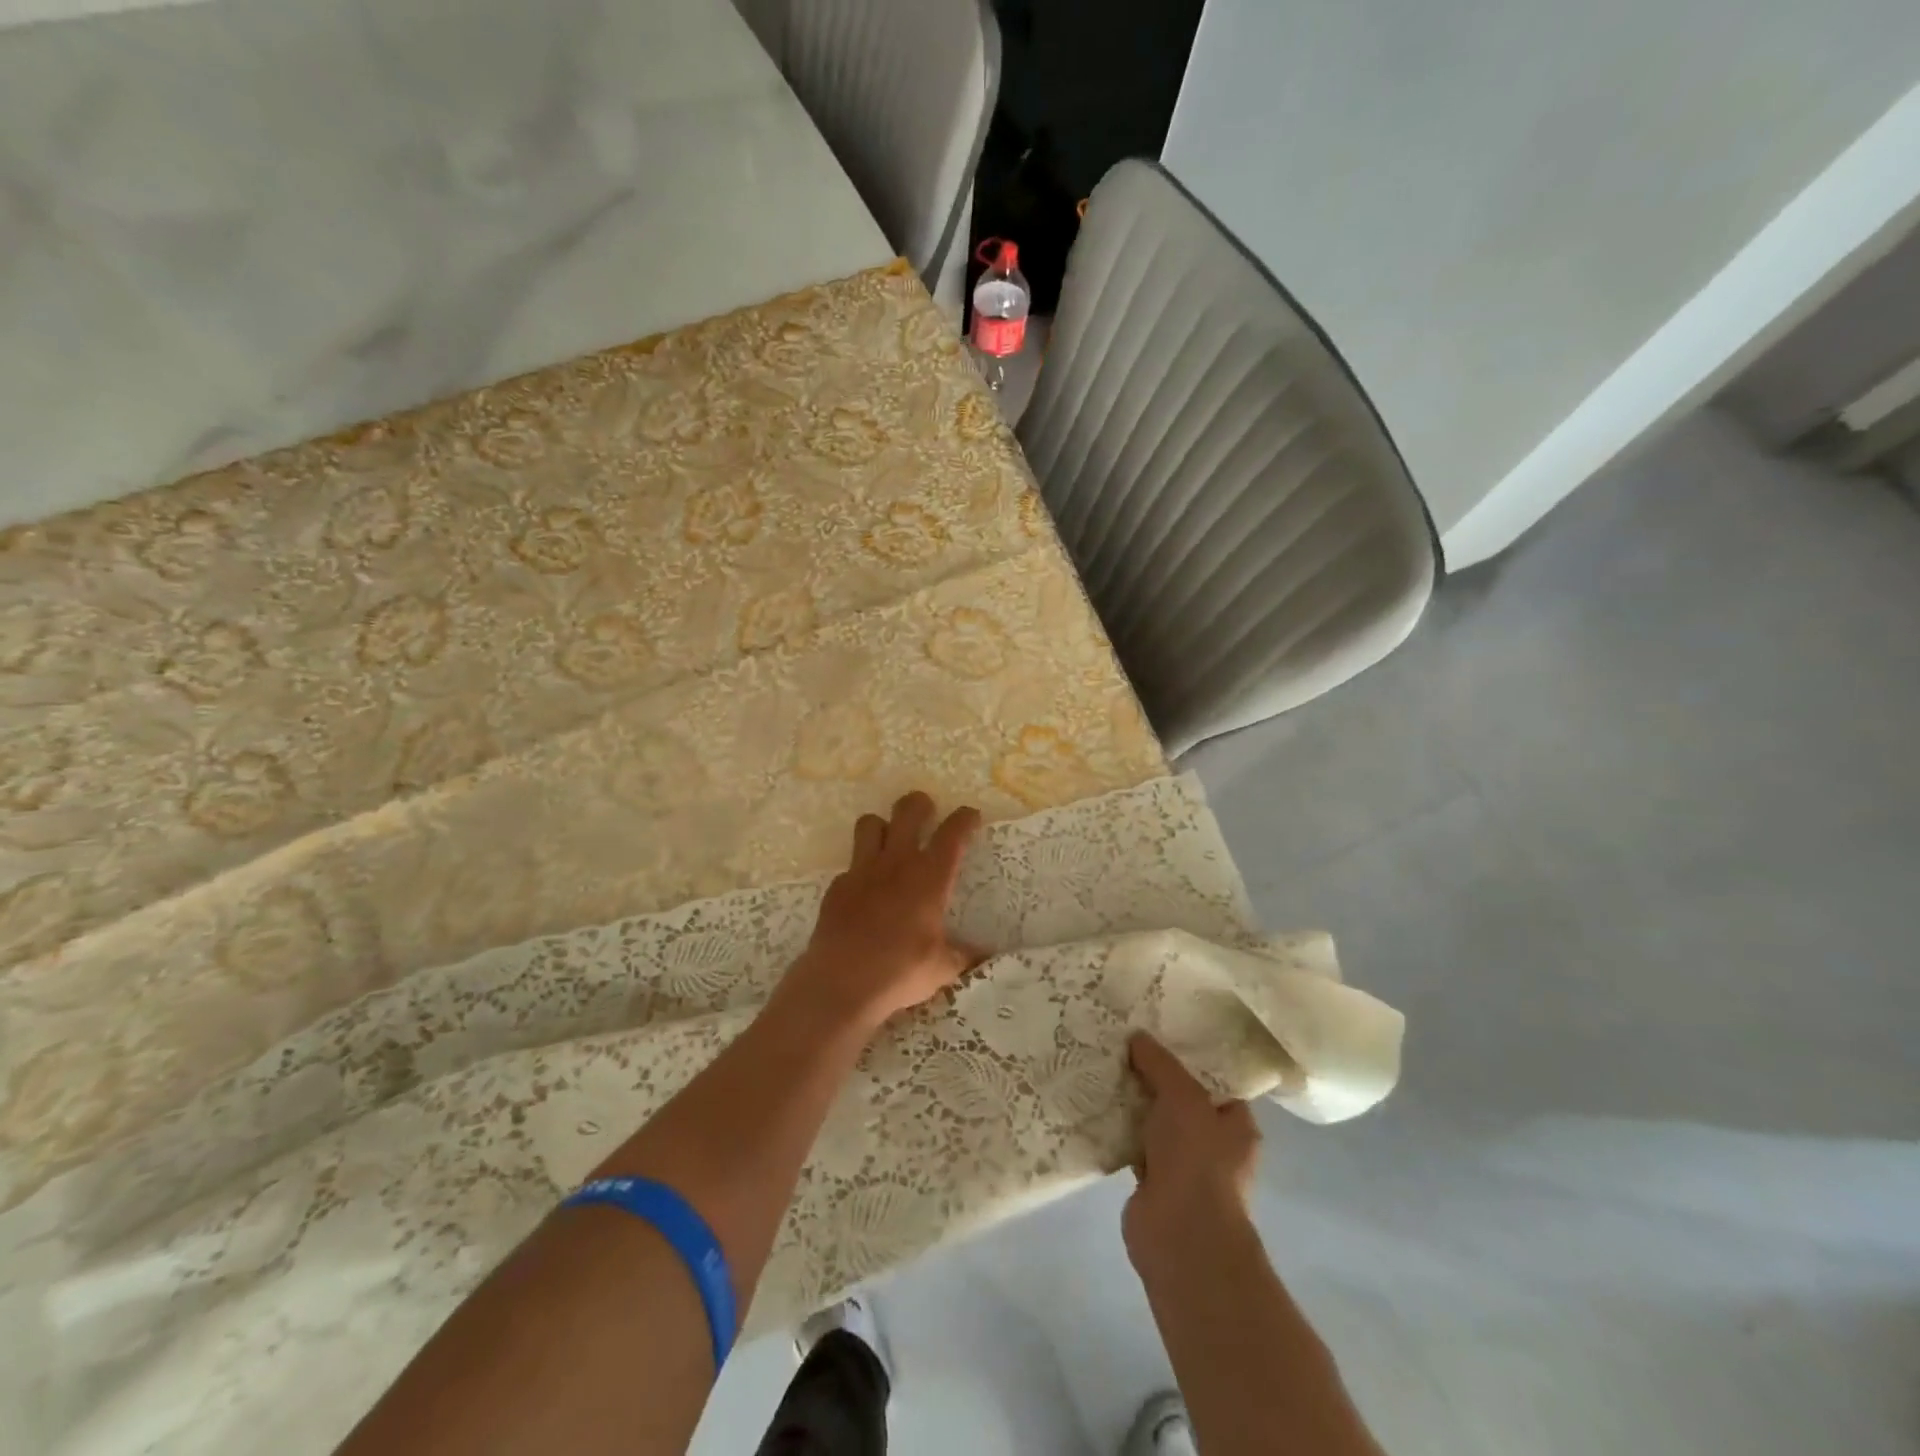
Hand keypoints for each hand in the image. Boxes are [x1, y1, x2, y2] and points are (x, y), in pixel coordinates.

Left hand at [785, 791, 983, 1033]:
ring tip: (890, 841)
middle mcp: (896, 864)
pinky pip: (851, 865)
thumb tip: (984, 955)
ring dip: (883, 826)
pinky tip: (865, 892)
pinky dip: (861, 870)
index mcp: (929, 877)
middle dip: (919, 804)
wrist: (841, 983)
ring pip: (870, 824)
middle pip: (907, 811)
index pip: (952, 834)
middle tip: (926, 811)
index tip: (970, 815)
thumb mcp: (941, 968)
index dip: (964, 819)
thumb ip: (963, 955)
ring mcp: (862, 871)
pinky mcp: (837, 887)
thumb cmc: (900, 971)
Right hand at [1122, 1031, 1260, 1268]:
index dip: (1189, 1057)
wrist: (1181, 1235)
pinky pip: (1133, 1145)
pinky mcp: (1152, 1183)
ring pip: (1155, 1122)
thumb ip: (1160, 1064)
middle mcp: (1214, 1145)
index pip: (1215, 1081)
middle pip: (1181, 1100)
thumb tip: (1138, 1036)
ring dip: (1133, 1103)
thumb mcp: (1182, 1095)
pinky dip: (1118, 1130)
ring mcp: (1183, 1167)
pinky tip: (1095, 1106)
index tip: (1159, 1033)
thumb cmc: (1196, 1158)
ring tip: (1103, 1067)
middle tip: (1123, 1044)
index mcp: (1236, 1124)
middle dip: (1154, 1077)